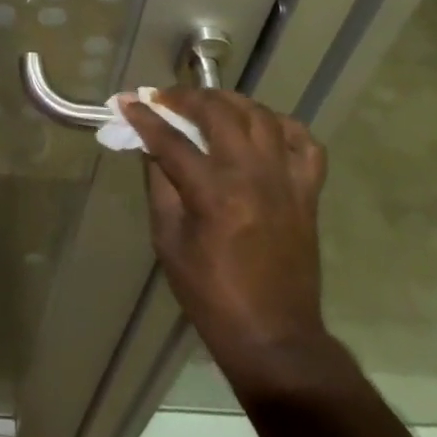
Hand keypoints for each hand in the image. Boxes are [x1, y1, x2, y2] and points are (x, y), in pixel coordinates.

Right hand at [125, 86, 331, 385]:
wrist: (275, 338)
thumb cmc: (211, 295)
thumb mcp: (168, 241)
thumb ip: (160, 185)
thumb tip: (150, 146)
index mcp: (213, 193)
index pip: (171, 139)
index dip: (145, 117)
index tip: (127, 101)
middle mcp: (252, 175)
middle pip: (218, 112)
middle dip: (186, 97)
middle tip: (165, 99)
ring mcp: (285, 180)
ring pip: (260, 115)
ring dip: (230, 101)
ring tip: (208, 104)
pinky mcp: (308, 192)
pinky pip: (304, 142)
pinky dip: (282, 126)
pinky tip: (262, 128)